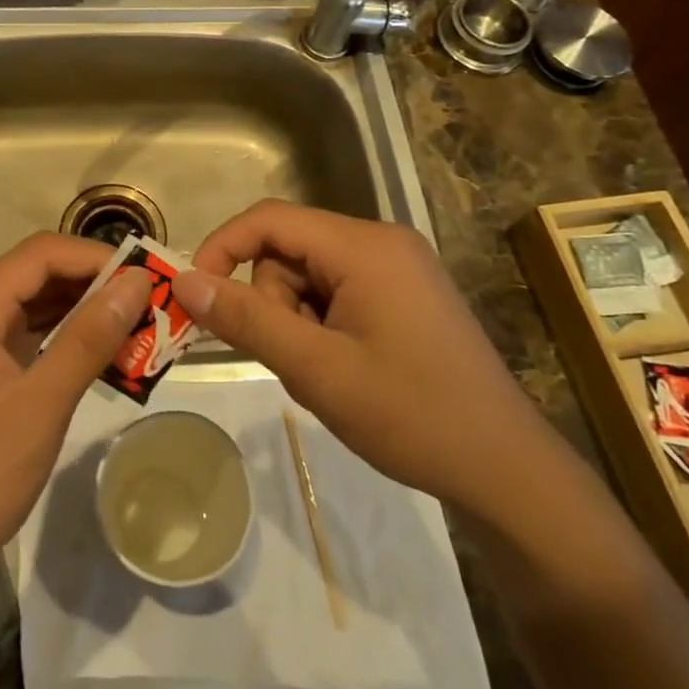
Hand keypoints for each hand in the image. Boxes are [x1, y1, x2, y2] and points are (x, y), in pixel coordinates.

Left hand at [0, 233, 153, 578]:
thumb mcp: (40, 406)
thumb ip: (89, 339)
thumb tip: (137, 282)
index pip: (41, 254)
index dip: (96, 258)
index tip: (147, 278)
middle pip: (38, 275)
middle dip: (95, 285)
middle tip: (151, 304)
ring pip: (35, 305)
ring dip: (84, 313)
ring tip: (138, 326)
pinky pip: (28, 336)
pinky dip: (66, 340)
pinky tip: (104, 355)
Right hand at [173, 200, 558, 516]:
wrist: (506, 469)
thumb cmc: (410, 415)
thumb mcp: (316, 369)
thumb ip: (247, 319)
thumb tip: (183, 281)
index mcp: (364, 245)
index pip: (270, 219)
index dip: (222, 248)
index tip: (195, 295)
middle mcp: (382, 241)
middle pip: (290, 249)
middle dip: (274, 301)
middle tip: (296, 360)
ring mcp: (398, 266)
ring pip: (311, 274)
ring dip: (299, 320)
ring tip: (327, 373)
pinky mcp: (405, 292)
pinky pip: (339, 290)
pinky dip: (323, 325)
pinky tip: (348, 369)